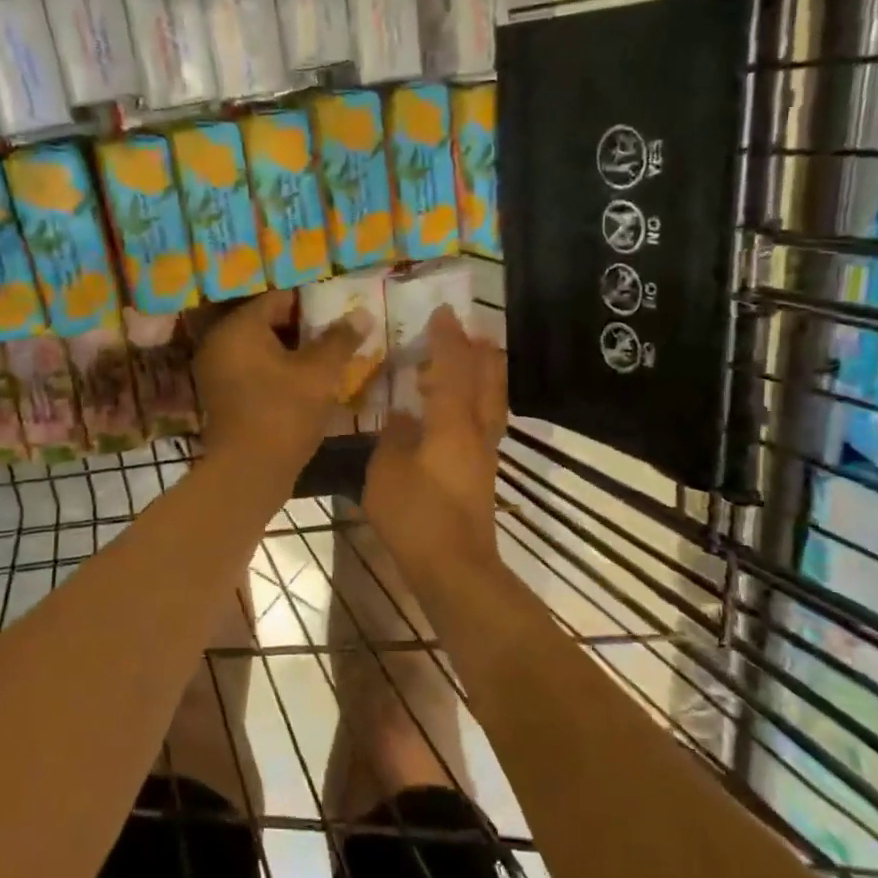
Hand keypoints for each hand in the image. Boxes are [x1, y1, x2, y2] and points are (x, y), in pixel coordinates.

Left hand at [195, 290, 371, 490]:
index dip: (312, 304)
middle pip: (268, 323)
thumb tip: (362, 313)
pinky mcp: (222, 396)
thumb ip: (340, 339)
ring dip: (292, 352)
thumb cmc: (284, 413)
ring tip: (326, 359)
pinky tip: (304, 382)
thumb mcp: (319, 373)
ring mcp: (217, 371)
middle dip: (303, 328)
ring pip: (262, 349)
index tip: (339, 313)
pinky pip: (253, 371)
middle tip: (336, 335)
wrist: (249, 472)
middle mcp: (220, 343)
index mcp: (238, 328)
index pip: (279, 298)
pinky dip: (277, 372)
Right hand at [362, 306, 507, 586]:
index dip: (448, 338)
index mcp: (452, 422)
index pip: (453, 367)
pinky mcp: (482, 471)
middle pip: (488, 378)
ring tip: (465, 360)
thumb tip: (401, 415)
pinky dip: (475, 400)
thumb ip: (393, 437)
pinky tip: (454, 408)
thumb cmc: (416, 515)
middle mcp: (477, 429)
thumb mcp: (386, 471)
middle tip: (466, 330)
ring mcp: (484, 452)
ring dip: (482, 374)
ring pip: (492, 399)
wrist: (454, 566)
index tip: (443, 311)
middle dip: (479, 350)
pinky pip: (484, 419)